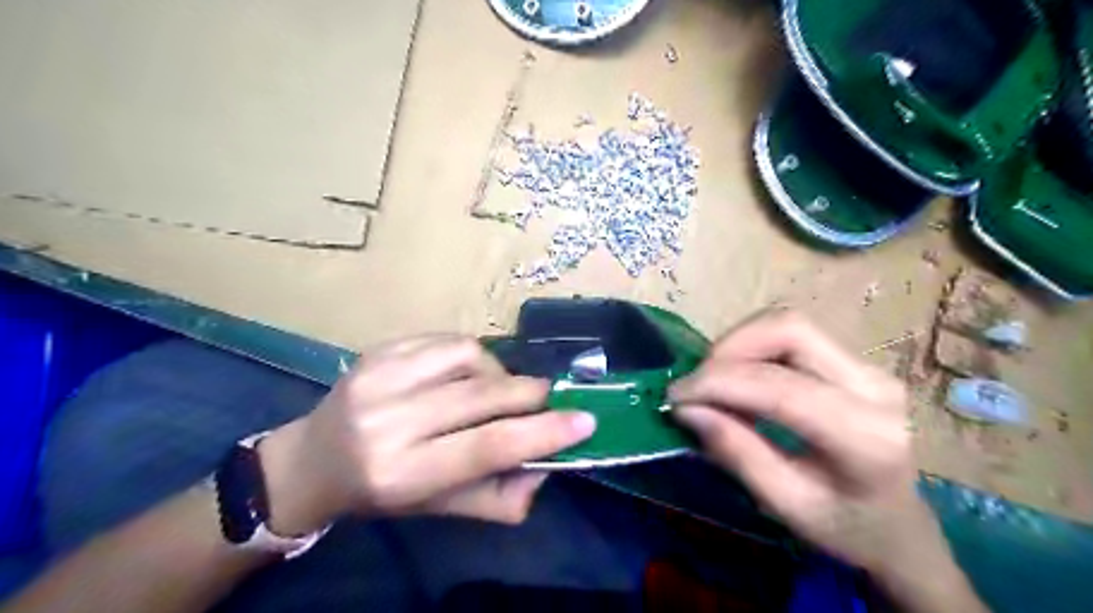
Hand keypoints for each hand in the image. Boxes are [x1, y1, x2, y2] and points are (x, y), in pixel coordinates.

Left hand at [258, 339, 592, 534]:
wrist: (312, 460)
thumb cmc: (380, 492)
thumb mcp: (439, 509)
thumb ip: (497, 498)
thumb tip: (545, 469)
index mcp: (402, 473)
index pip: (486, 447)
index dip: (543, 433)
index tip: (585, 421)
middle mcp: (387, 422)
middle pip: (481, 396)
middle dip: (530, 393)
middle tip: (547, 396)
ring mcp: (379, 377)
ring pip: (469, 357)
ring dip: (499, 371)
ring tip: (498, 388)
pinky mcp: (377, 350)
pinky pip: (446, 340)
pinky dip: (472, 355)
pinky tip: (468, 372)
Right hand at [666, 313, 982, 610]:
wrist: (900, 527)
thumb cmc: (847, 528)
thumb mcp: (786, 505)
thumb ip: (738, 454)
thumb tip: (687, 410)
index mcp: (866, 437)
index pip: (781, 388)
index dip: (719, 383)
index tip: (676, 396)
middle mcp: (875, 387)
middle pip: (790, 330)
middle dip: (729, 348)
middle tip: (697, 383)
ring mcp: (869, 367)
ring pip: (788, 324)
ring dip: (738, 344)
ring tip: (713, 380)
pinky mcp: (854, 361)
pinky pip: (792, 335)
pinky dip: (752, 346)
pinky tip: (738, 375)